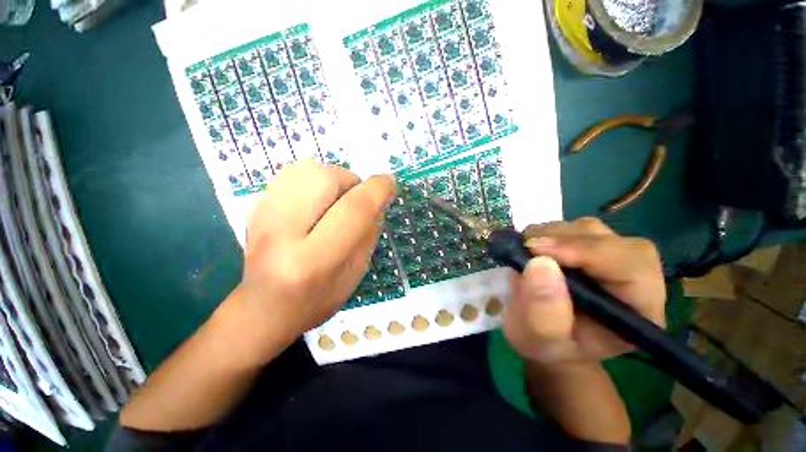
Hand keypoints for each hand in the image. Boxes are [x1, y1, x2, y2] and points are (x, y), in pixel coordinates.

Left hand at [235, 160, 395, 353]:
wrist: (264, 308)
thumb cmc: (318, 299)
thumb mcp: (356, 272)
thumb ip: (369, 233)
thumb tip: (378, 199)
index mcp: (313, 260)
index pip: (353, 210)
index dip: (377, 190)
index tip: (389, 184)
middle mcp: (281, 232)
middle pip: (325, 178)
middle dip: (351, 181)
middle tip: (356, 200)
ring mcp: (261, 216)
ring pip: (306, 168)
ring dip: (333, 178)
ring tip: (336, 200)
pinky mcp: (255, 207)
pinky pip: (291, 173)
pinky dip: (314, 180)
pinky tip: (317, 202)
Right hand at [503, 217, 665, 364]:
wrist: (545, 336)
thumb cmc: (547, 345)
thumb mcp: (539, 338)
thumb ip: (543, 309)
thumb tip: (539, 262)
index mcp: (638, 311)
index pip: (632, 267)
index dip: (587, 252)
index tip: (538, 251)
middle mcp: (633, 278)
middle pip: (611, 241)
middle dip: (564, 241)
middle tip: (526, 248)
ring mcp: (611, 258)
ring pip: (589, 229)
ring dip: (552, 235)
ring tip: (525, 251)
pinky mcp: (588, 247)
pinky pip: (571, 228)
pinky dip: (546, 232)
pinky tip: (530, 248)